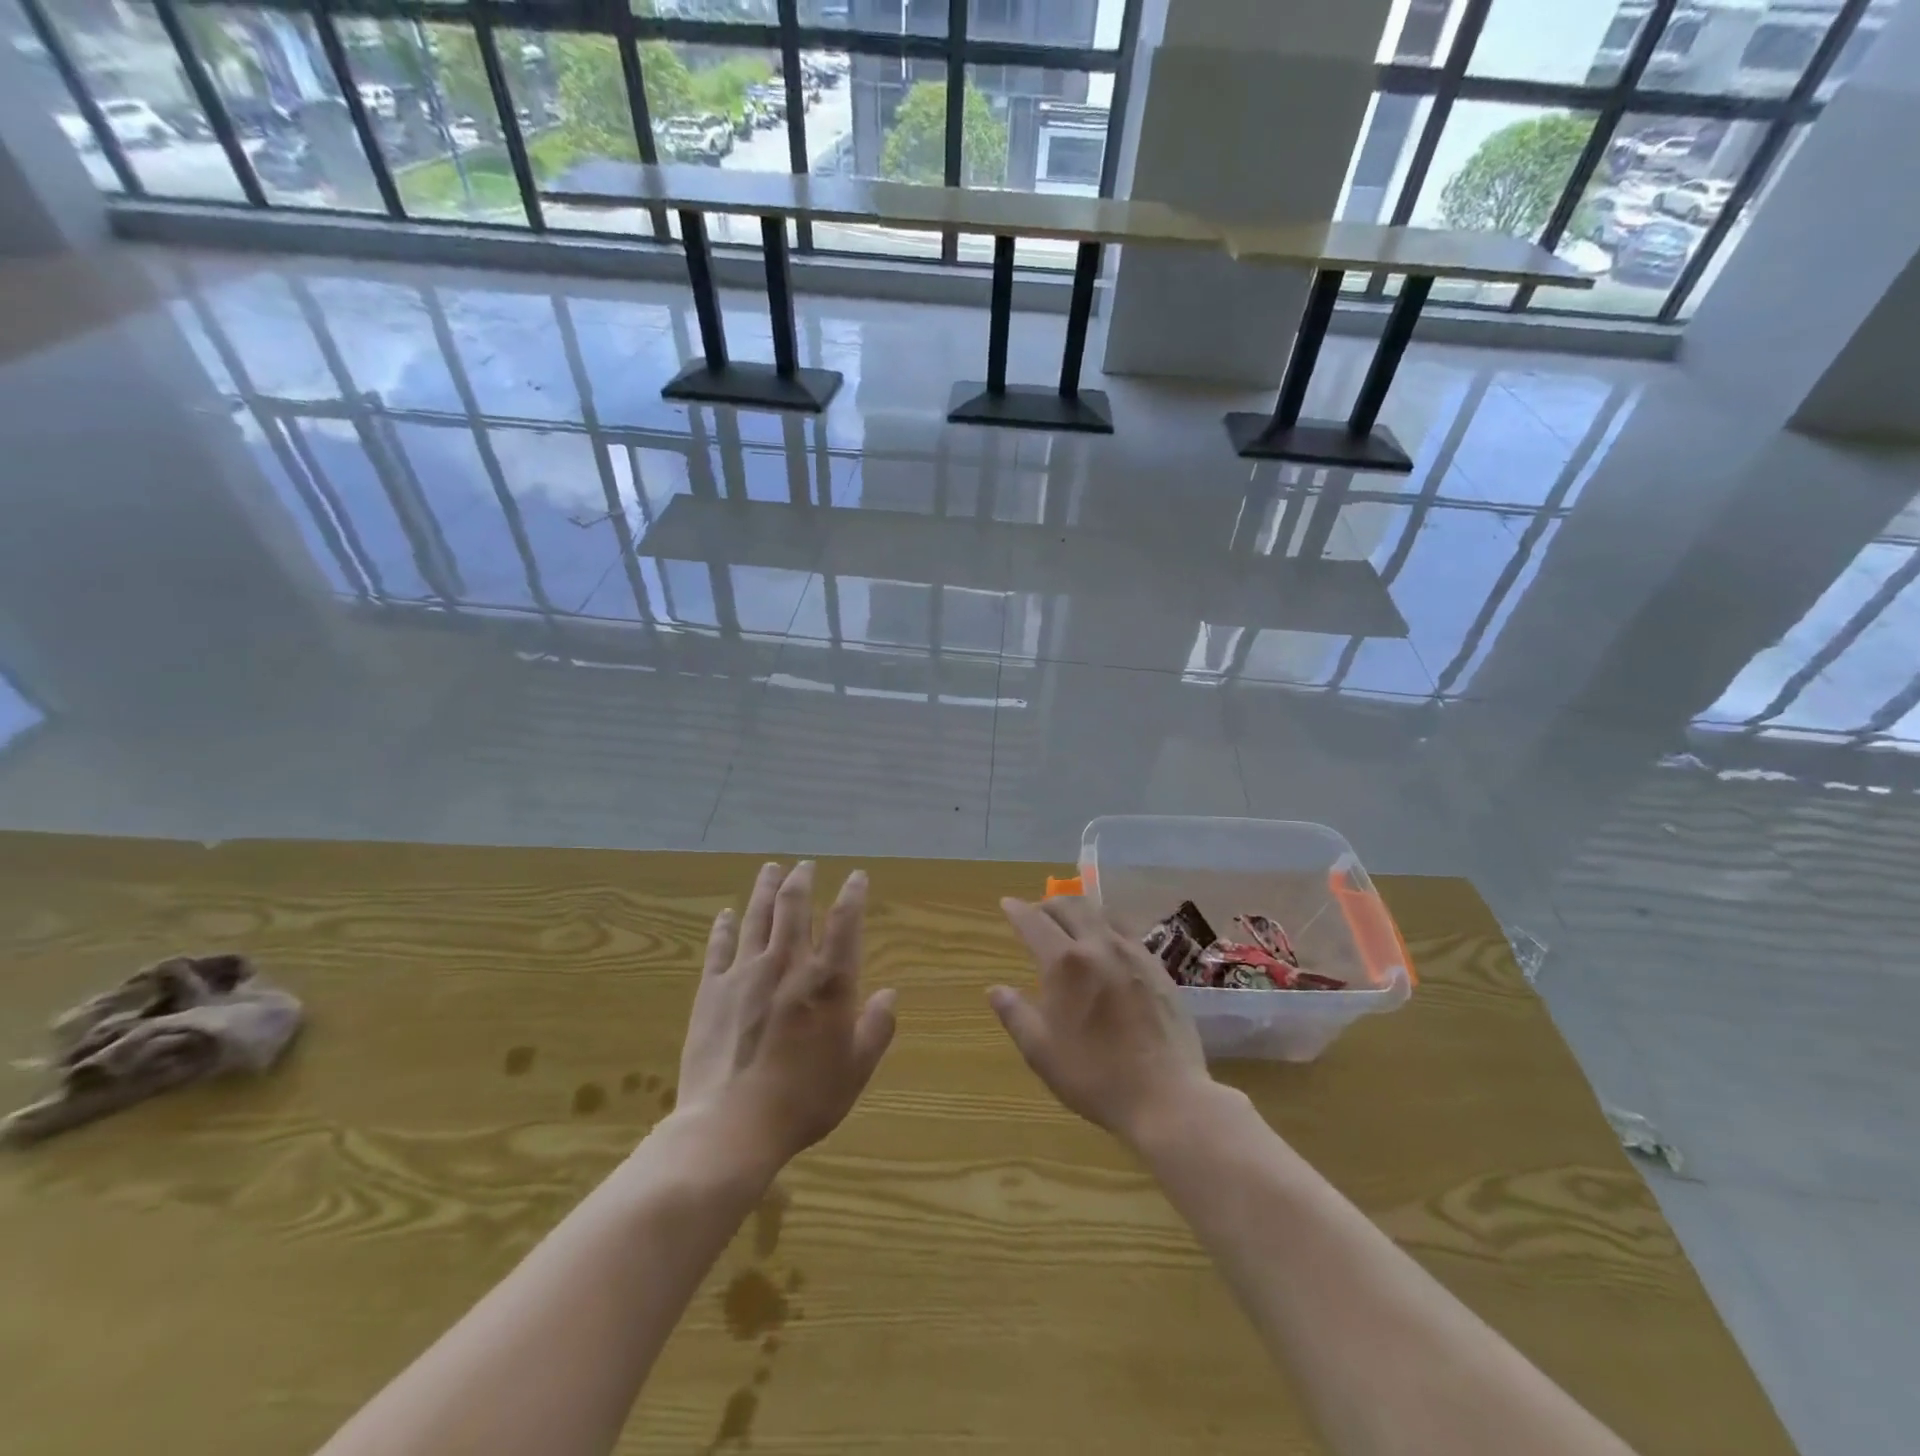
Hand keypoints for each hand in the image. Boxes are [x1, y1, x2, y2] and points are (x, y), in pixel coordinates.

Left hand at [677, 862, 896, 1166]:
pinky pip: (719, 947)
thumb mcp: (855, 1070)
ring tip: (771, 868)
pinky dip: (723, 927)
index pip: (845, 922)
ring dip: (765, 889)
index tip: (857, 876)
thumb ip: (876, 1028)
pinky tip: (725, 913)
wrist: (732, 1126)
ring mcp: (745, 973)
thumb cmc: (804, 1099)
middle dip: (802, 880)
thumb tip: (890, 994)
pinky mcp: (712, 990)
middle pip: (794, 907)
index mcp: (828, 982)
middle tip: (806, 865)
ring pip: (756, 917)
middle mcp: (788, 965)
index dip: (853, 894)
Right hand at [990, 896, 1211, 1146]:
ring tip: (1072, 921)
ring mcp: (1134, 954)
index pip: (1034, 922)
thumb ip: (1015, 1014)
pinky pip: (1127, 932)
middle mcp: (1099, 946)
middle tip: (1037, 912)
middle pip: (1071, 905)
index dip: (1017, 910)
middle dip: (1049, 903)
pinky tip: (1108, 945)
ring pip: (1102, 913)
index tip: (1007, 904)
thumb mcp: (1041, 1051)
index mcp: (1065, 963)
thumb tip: (995, 989)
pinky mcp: (1158, 968)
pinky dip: (1108, 926)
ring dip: (1080, 909)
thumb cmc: (1094, 1076)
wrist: (1166, 1096)